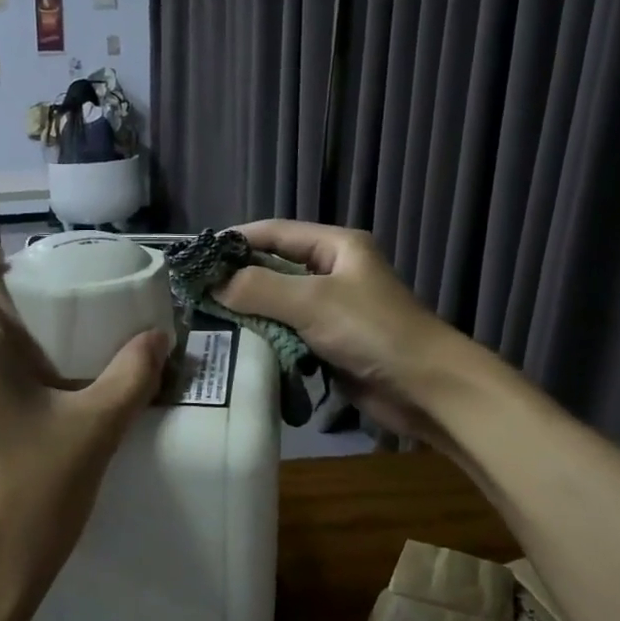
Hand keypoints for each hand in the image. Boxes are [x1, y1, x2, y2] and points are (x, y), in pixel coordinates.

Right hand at [215, 220, 458, 443]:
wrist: (425, 388)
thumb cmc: (372, 331)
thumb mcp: (312, 301)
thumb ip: (259, 289)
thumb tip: (213, 285)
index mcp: (336, 247)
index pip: (275, 232)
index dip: (235, 241)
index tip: (197, 256)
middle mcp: (333, 273)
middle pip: (274, 268)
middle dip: (238, 279)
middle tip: (195, 293)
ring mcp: (332, 310)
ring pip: (278, 304)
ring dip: (249, 312)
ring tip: (206, 319)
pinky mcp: (329, 343)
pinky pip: (288, 333)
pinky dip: (265, 337)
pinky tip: (237, 345)